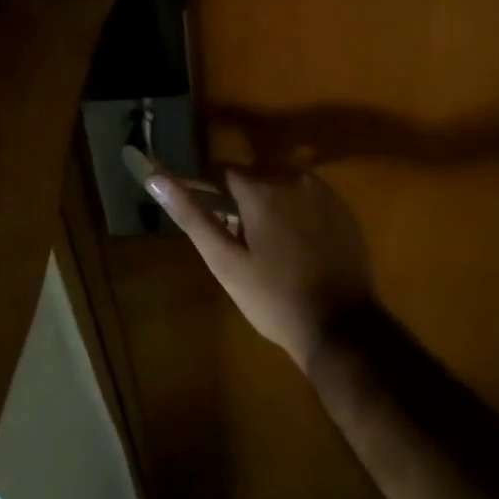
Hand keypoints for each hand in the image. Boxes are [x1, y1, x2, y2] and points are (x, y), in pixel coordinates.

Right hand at [144, 164, 377, 372]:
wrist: (342, 326)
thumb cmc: (273, 298)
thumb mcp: (225, 261)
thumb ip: (192, 215)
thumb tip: (156, 178)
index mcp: (260, 187)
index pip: (220, 171)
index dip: (208, 191)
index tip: (206, 216)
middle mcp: (293, 176)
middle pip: (253, 174)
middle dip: (239, 197)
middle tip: (235, 237)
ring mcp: (322, 191)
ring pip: (281, 182)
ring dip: (268, 201)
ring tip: (265, 243)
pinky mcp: (342, 208)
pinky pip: (306, 196)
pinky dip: (294, 209)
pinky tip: (294, 244)